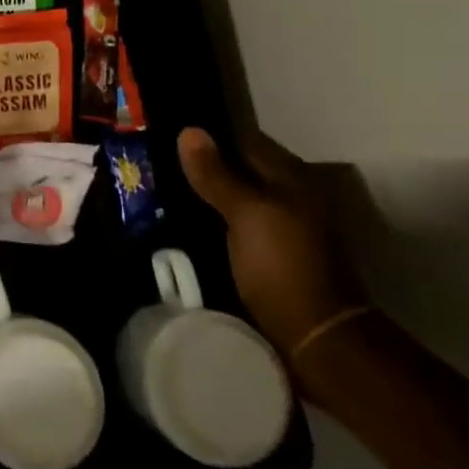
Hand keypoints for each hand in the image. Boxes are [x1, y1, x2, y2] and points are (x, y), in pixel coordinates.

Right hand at [177, 127, 365, 360]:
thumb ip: (217, 175)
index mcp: (290, 180)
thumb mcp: (246, 215)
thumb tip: (189, 130)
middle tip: (152, 158)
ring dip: (202, 193)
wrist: (316, 338)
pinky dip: (208, 218)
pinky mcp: (267, 255)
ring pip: (233, 197)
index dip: (208, 134)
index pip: (244, 140)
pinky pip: (230, 223)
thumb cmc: (283, 266)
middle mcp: (288, 198)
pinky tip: (180, 221)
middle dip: (201, 164)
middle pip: (238, 169)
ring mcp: (279, 228)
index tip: (166, 129)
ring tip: (156, 187)